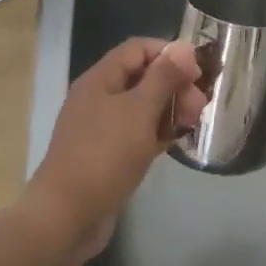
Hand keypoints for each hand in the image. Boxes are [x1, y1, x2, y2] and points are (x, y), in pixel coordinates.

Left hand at [25, 37, 205, 260]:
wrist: (66, 217)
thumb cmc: (104, 156)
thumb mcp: (139, 111)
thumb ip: (164, 77)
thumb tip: (184, 47)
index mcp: (101, 79)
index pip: (139, 49)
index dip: (169, 54)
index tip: (197, 73)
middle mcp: (99, 98)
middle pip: (143, 77)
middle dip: (174, 85)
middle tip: (199, 106)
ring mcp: (102, 128)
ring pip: (142, 106)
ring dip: (169, 109)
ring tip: (192, 123)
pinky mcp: (107, 155)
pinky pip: (137, 132)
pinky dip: (158, 132)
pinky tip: (176, 141)